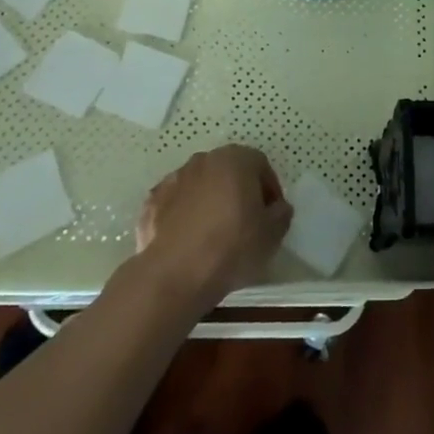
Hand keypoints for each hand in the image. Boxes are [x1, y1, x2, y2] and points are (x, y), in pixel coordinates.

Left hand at [136, 145, 292, 309]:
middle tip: (245, 222)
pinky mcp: (151, 202)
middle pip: (229, 171)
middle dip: (238, 191)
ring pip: (200, 186)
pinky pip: (176, 204)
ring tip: (214, 234)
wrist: (174, 274)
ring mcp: (173, 179)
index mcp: (235, 159)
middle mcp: (203, 160)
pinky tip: (189, 241)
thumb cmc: (232, 247)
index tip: (270, 215)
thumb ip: (281, 212)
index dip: (269, 189)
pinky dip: (183, 215)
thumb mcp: (273, 233)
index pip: (260, 165)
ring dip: (210, 201)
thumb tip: (277, 207)